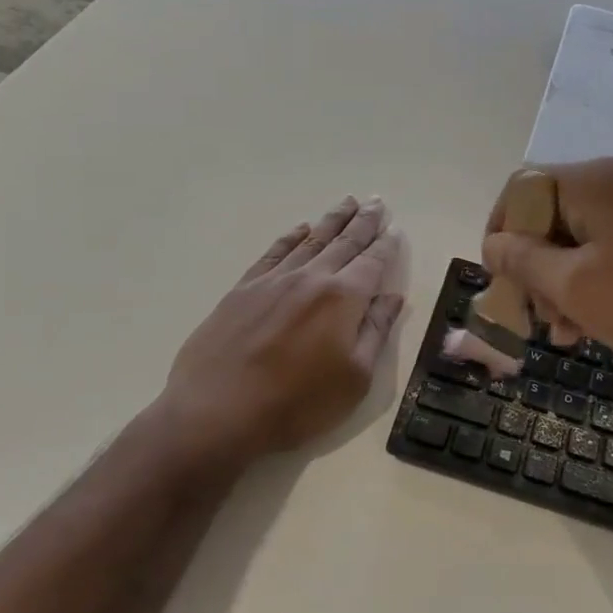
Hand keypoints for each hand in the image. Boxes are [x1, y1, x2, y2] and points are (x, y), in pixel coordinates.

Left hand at [154, 196, 403, 463]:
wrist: (217, 412)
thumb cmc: (297, 403)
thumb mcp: (354, 378)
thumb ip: (375, 332)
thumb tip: (393, 297)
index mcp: (343, 298)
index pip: (372, 262)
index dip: (386, 246)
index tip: (395, 229)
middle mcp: (311, 278)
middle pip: (343, 242)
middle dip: (363, 221)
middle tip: (376, 201)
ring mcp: (273, 280)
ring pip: (310, 240)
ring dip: (332, 220)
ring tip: (347, 202)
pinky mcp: (243, 289)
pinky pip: (274, 252)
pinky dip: (291, 237)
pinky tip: (300, 228)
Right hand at [481, 158, 612, 372]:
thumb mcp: (575, 287)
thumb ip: (523, 261)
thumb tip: (493, 243)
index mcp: (595, 178)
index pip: (522, 189)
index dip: (500, 234)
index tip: (501, 283)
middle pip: (556, 214)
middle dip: (537, 268)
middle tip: (541, 321)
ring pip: (589, 234)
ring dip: (568, 280)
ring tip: (571, 332)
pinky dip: (603, 276)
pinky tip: (606, 318)